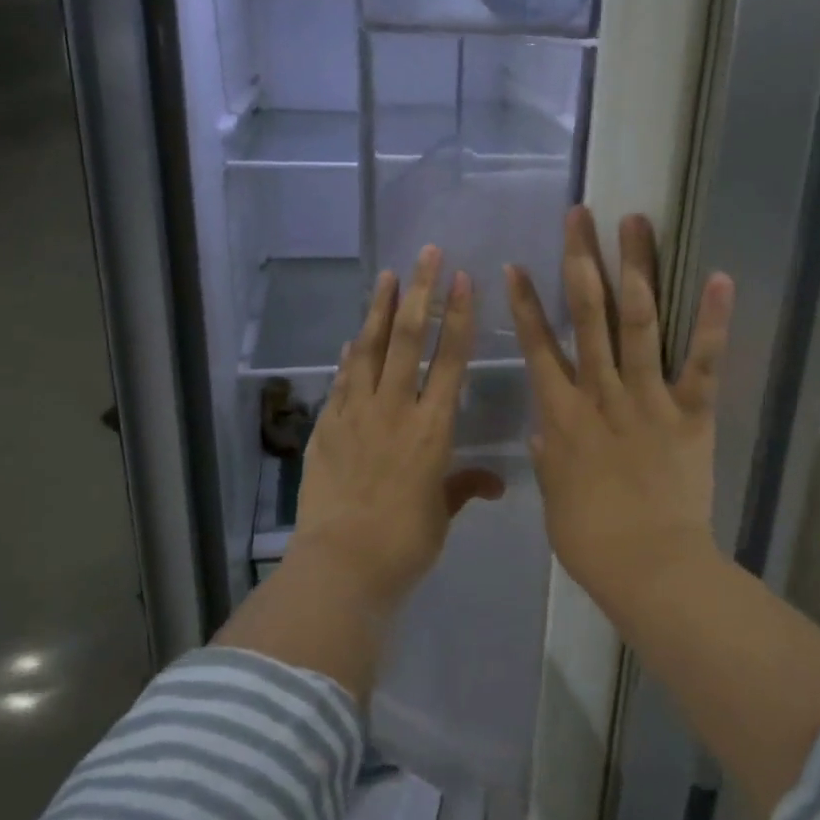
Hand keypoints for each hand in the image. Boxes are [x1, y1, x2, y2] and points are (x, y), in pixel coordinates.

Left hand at [296, 245, 504, 612]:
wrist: (341, 565)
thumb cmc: (405, 543)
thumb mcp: (442, 514)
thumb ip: (464, 487)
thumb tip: (494, 484)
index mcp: (433, 428)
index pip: (450, 359)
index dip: (459, 316)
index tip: (463, 279)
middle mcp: (395, 409)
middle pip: (408, 339)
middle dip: (420, 292)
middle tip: (425, 254)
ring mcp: (355, 414)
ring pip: (369, 349)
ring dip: (379, 309)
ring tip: (387, 276)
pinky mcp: (326, 427)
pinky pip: (340, 381)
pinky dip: (348, 356)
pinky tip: (351, 336)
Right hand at [505, 208, 733, 619]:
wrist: (648, 568)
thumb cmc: (591, 540)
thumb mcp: (555, 497)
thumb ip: (547, 456)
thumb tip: (542, 429)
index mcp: (561, 415)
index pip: (537, 347)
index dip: (525, 304)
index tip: (516, 265)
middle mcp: (599, 393)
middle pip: (586, 315)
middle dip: (580, 260)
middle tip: (580, 216)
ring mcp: (646, 398)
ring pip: (636, 321)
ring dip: (635, 267)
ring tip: (634, 222)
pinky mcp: (690, 412)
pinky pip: (701, 360)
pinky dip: (712, 320)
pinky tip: (719, 276)